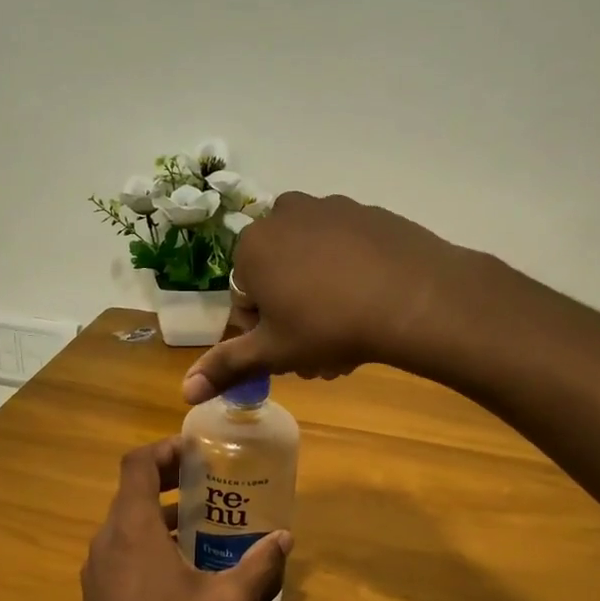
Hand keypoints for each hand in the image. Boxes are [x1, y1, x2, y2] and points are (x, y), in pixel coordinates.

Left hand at [75, 438, 291, 600]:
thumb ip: (258, 565)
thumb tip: (285, 538)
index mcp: (132, 527)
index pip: (137, 463)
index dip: (165, 449)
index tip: (196, 452)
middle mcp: (107, 538)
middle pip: (132, 489)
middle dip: (169, 480)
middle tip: (208, 482)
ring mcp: (97, 567)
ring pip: (126, 521)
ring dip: (160, 513)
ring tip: (202, 522)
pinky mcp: (98, 591)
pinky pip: (121, 548)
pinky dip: (148, 540)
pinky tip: (181, 566)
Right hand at [182, 193, 471, 403]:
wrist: (414, 298)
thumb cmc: (328, 326)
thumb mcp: (274, 352)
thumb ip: (227, 367)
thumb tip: (185, 391)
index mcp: (252, 246)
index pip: (245, 297)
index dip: (264, 332)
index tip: (289, 354)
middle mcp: (285, 215)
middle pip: (279, 278)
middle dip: (293, 318)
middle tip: (321, 353)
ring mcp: (331, 209)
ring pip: (312, 264)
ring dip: (320, 300)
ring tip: (348, 337)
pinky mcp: (370, 213)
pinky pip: (346, 250)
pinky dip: (350, 276)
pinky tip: (372, 306)